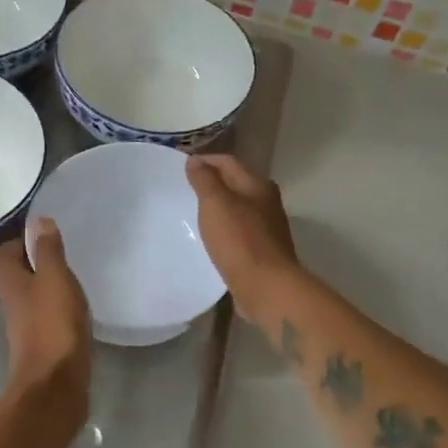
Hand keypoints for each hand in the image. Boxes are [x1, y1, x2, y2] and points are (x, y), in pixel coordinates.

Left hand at [0, 218, 91, 414]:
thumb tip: (37, 220)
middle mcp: (12, 300)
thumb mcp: (54, 277)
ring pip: (34, 294)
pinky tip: (78, 306)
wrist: (55, 383)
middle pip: (17, 273)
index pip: (4, 252)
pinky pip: (48, 314)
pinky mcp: (43, 342)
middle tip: (64, 251)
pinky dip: (60, 307)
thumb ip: (47, 249)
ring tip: (74, 275)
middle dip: (36, 261)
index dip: (20, 240)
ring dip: (49, 284)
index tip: (45, 234)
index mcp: (9, 280)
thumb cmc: (52, 323)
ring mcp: (26, 324)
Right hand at [186, 154, 300, 328]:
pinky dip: (223, 228)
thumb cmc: (239, 241)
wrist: (266, 287)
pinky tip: (210, 238)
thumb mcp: (216, 204)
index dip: (204, 161)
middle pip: (235, 184)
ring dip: (217, 207)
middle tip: (183, 189)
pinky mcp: (262, 251)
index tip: (180, 166)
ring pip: (237, 208)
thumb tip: (195, 161)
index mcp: (258, 185)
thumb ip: (204, 180)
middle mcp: (266, 202)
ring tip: (192, 212)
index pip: (228, 162)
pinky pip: (238, 231)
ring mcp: (267, 228)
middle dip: (211, 183)